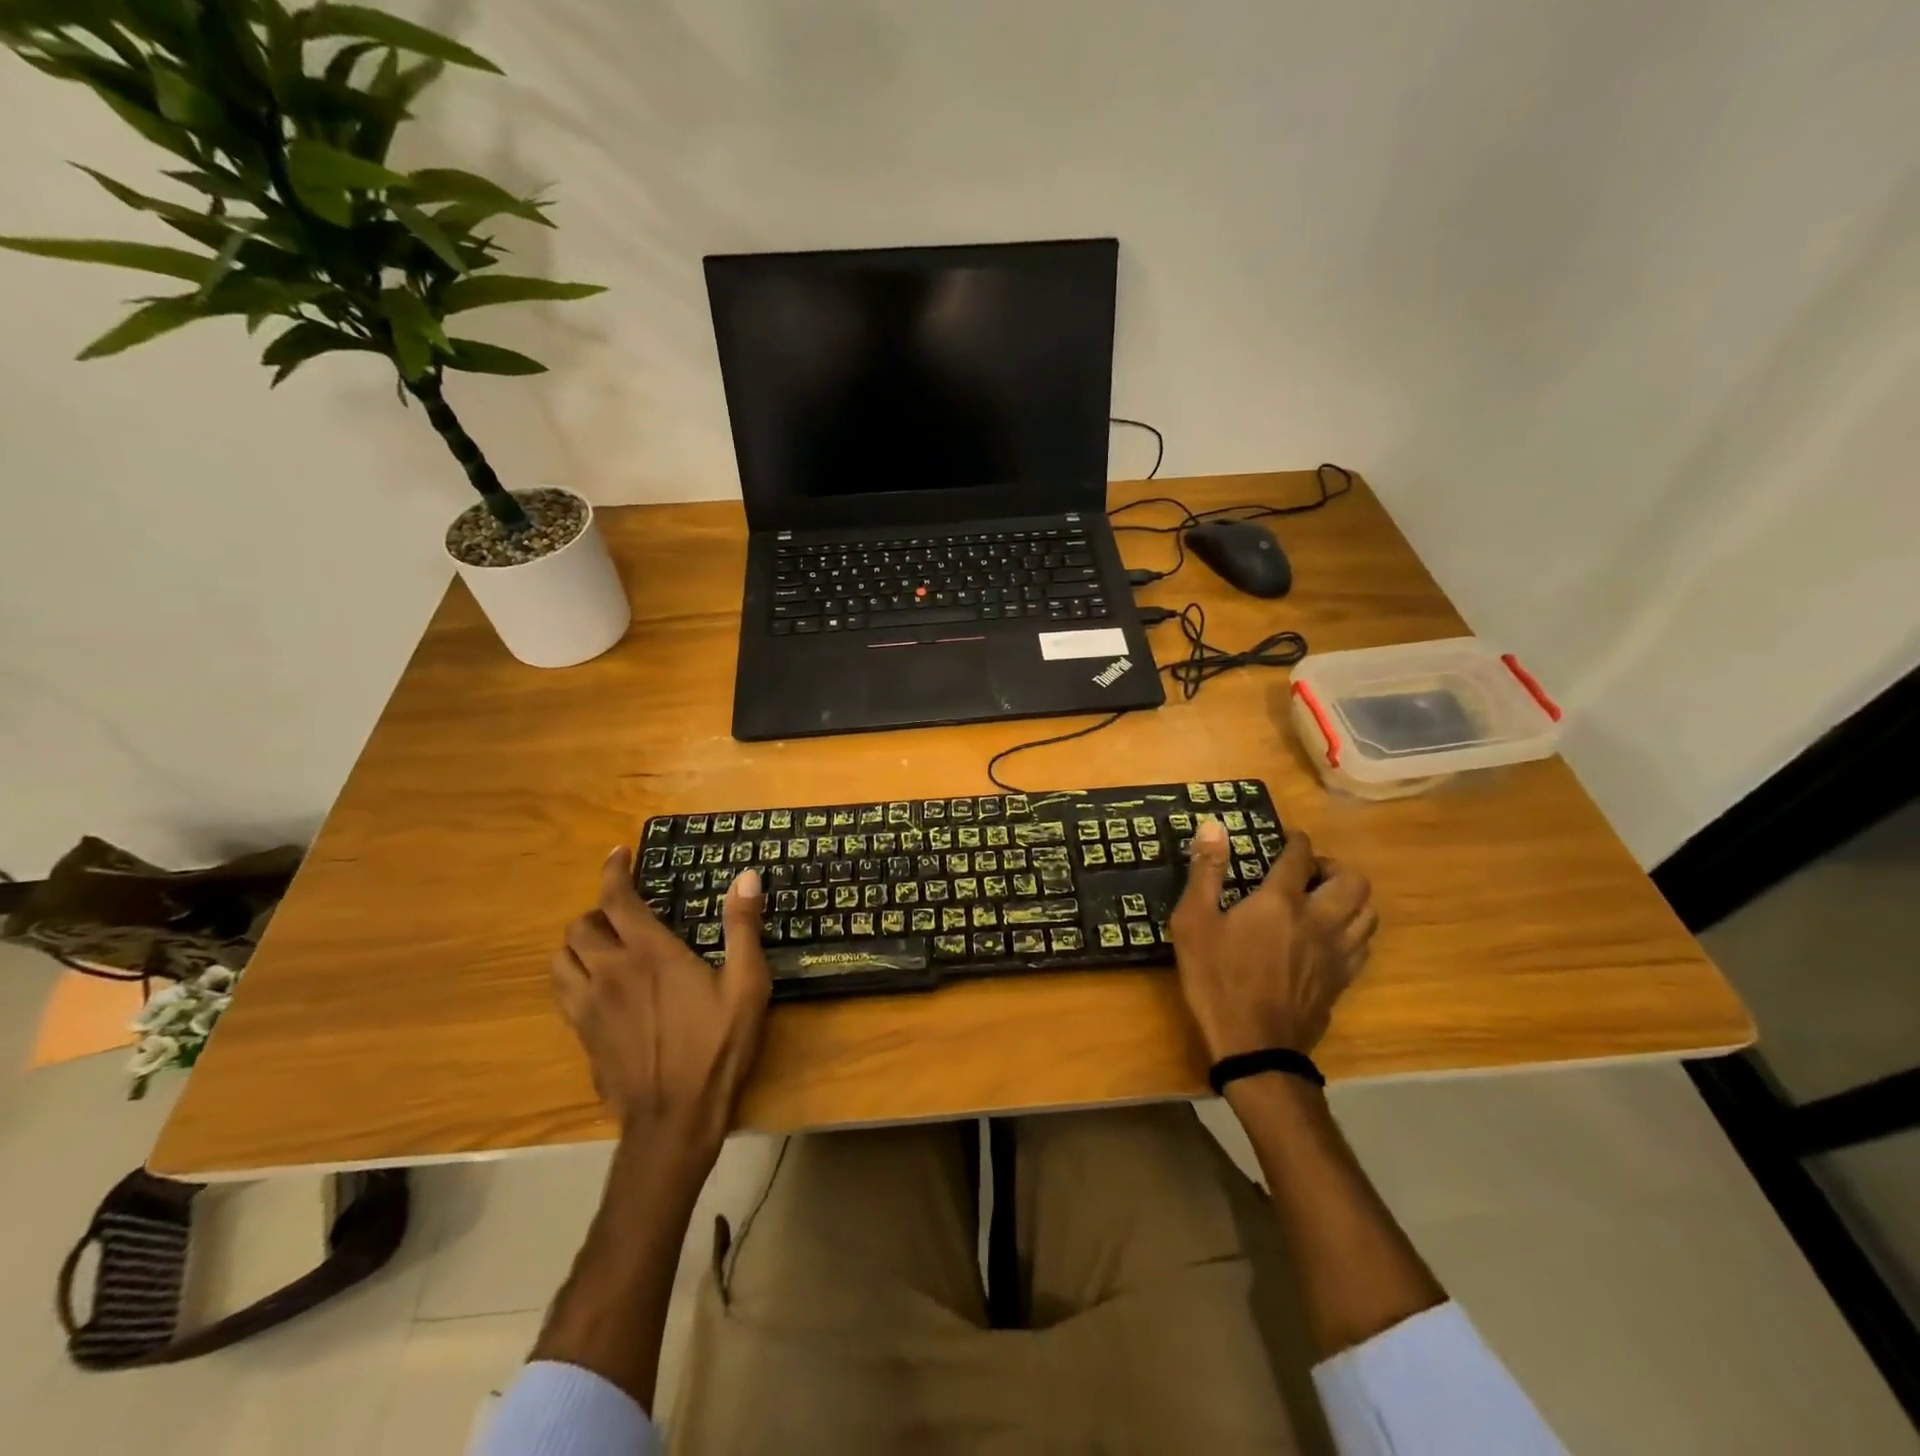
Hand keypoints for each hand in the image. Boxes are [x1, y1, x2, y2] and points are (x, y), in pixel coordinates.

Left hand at [550, 848, 771, 1155]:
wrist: (674, 1118)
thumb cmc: (717, 1047)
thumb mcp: (746, 985)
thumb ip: (743, 927)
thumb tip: (747, 876)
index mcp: (649, 953)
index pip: (617, 899)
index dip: (613, 871)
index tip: (618, 854)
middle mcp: (610, 971)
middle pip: (580, 926)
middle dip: (598, 911)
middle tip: (624, 913)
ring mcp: (588, 1006)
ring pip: (561, 958)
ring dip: (579, 943)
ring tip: (604, 945)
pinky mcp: (581, 1034)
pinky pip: (562, 991)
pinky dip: (573, 975)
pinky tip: (599, 986)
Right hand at [1169, 820, 1376, 1061]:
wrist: (1254, 1046)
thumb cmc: (1217, 979)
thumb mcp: (1194, 922)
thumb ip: (1206, 872)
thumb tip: (1214, 826)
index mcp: (1281, 901)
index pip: (1301, 856)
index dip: (1297, 841)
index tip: (1288, 838)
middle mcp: (1320, 920)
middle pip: (1352, 881)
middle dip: (1333, 867)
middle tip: (1308, 872)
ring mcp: (1337, 953)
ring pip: (1368, 912)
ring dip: (1350, 898)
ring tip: (1324, 901)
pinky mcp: (1343, 980)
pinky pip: (1365, 944)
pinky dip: (1353, 930)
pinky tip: (1330, 936)